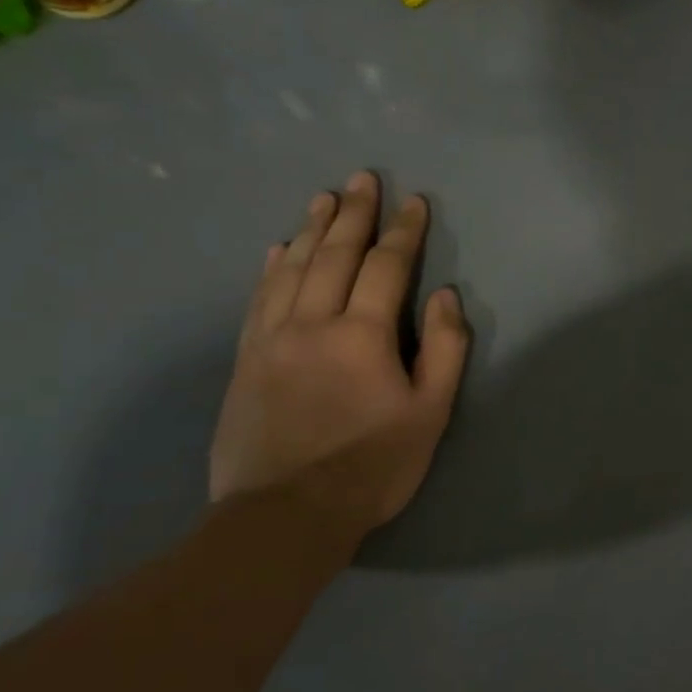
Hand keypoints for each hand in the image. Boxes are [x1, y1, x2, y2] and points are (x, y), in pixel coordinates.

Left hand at [210, 171, 469, 540]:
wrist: (287, 513)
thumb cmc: (374, 465)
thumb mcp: (429, 412)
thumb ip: (443, 350)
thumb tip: (445, 296)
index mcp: (362, 335)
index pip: (386, 267)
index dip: (404, 232)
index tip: (415, 203)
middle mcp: (311, 323)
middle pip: (333, 254)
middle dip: (353, 213)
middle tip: (363, 178)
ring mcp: (271, 338)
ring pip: (291, 268)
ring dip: (310, 229)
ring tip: (323, 198)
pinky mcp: (246, 359)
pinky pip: (259, 297)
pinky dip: (271, 267)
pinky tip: (277, 249)